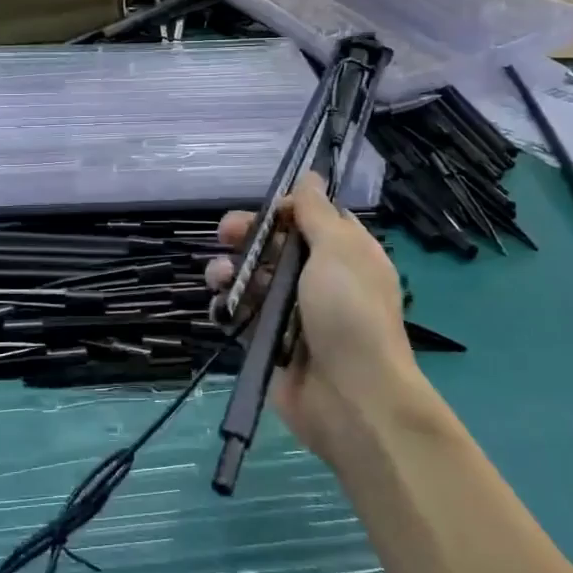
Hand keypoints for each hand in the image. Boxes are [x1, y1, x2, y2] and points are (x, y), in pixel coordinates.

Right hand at [206, 173, 449, 466]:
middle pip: (277, 245)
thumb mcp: (338, 250)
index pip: (313, 218)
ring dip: (231, 269)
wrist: (352, 398)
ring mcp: (293, 311)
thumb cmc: (349, 313)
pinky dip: (227, 303)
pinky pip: (242, 312)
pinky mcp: (269, 340)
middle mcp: (320, 279)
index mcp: (346, 254)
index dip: (287, 209)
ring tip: (219, 276)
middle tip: (226, 233)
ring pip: (253, 277)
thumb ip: (317, 212)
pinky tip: (219, 301)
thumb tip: (312, 174)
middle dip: (249, 235)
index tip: (270, 210)